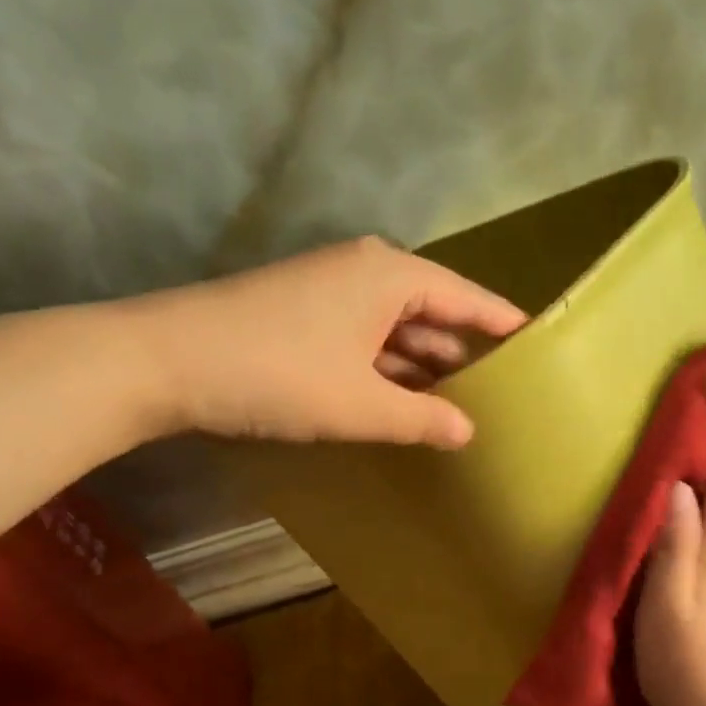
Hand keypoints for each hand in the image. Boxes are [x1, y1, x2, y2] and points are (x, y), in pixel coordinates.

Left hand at [135, 235, 526, 447]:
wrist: (164, 361)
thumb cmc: (278, 374)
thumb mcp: (361, 405)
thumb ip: (422, 418)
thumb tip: (468, 432)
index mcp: (390, 275)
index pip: (467, 298)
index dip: (504, 325)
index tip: (540, 345)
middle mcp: (364, 272)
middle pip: (432, 312)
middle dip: (463, 353)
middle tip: (503, 394)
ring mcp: (329, 292)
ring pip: (395, 330)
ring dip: (422, 367)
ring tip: (460, 407)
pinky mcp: (303, 316)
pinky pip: (364, 340)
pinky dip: (385, 370)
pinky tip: (401, 403)